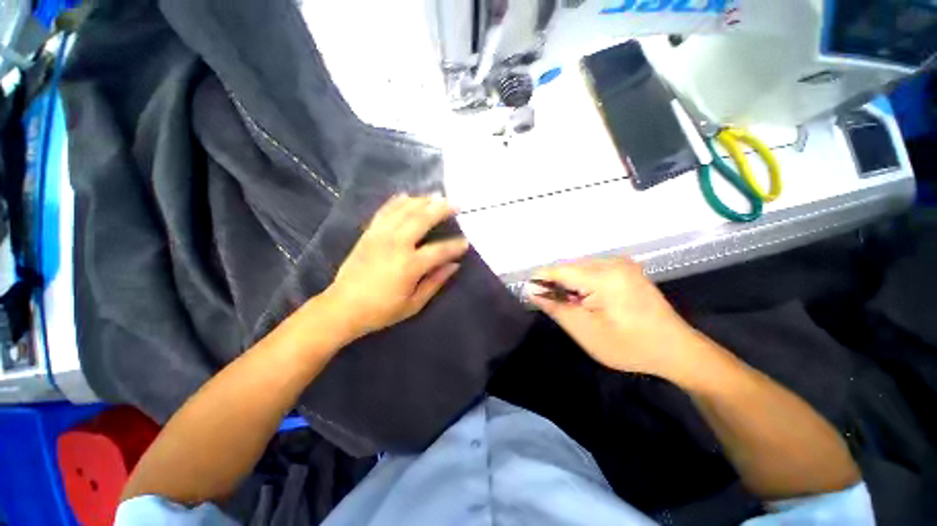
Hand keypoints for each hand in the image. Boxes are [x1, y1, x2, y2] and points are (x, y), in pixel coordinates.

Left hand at [322, 194, 469, 340]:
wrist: (342, 307)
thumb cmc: (381, 310)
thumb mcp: (414, 304)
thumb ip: (435, 282)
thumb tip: (454, 265)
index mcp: (410, 265)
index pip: (440, 250)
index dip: (456, 245)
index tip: (466, 242)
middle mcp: (396, 244)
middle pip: (422, 219)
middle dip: (441, 209)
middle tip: (455, 204)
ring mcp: (380, 235)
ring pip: (404, 210)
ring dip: (422, 201)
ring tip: (436, 196)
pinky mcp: (368, 233)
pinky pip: (384, 211)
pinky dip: (397, 202)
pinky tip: (406, 196)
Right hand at [528, 257, 701, 378]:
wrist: (676, 350)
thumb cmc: (629, 345)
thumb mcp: (585, 331)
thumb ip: (555, 307)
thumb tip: (531, 290)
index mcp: (604, 276)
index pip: (559, 270)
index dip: (540, 279)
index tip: (528, 292)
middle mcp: (612, 262)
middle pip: (569, 267)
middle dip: (557, 284)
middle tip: (555, 307)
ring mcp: (622, 263)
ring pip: (580, 268)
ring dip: (570, 285)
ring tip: (574, 307)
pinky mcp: (626, 269)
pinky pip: (593, 270)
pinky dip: (584, 283)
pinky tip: (589, 300)